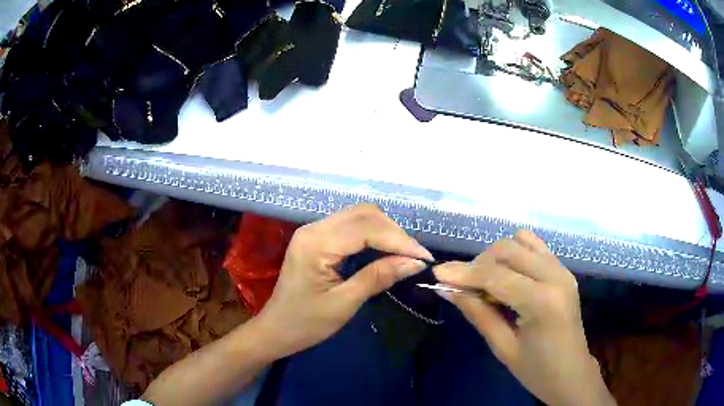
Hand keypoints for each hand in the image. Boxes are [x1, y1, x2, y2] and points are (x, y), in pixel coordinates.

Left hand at [255, 204, 432, 357]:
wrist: (276, 330)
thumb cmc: (306, 323)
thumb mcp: (345, 303)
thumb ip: (378, 277)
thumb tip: (415, 262)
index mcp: (316, 243)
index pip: (367, 229)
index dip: (399, 240)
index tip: (424, 258)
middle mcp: (314, 228)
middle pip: (364, 214)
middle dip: (394, 232)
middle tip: (415, 257)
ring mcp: (314, 231)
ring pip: (359, 216)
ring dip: (385, 231)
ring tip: (404, 254)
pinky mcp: (317, 238)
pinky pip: (351, 226)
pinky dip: (373, 235)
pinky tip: (385, 250)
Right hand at [434, 230, 615, 405]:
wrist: (572, 373)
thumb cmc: (536, 370)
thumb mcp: (503, 347)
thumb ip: (477, 314)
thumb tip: (447, 289)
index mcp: (542, 302)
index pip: (495, 275)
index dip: (463, 272)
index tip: (436, 273)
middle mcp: (555, 276)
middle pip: (508, 249)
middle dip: (478, 263)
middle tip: (462, 286)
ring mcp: (562, 269)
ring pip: (521, 241)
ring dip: (497, 256)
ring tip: (487, 282)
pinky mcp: (563, 270)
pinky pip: (535, 247)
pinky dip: (515, 254)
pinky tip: (508, 275)